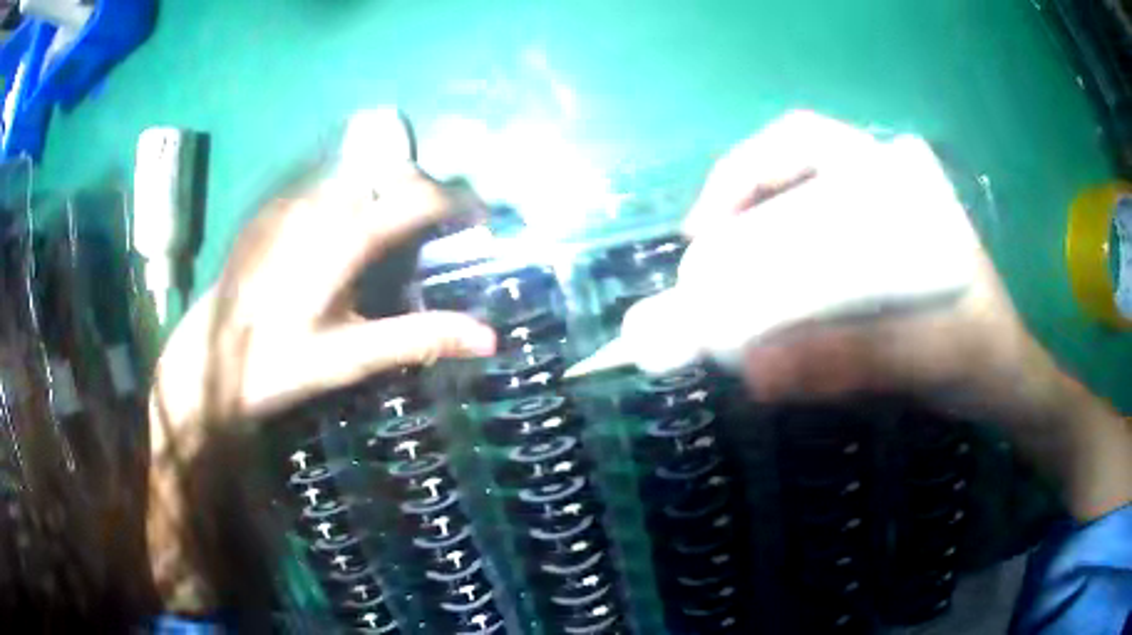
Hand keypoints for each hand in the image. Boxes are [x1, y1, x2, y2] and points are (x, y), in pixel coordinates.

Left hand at [146, 113, 496, 612]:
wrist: (206, 359)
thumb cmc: (275, 365)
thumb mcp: (349, 359)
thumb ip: (417, 338)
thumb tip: (489, 338)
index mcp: (340, 240)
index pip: (414, 197)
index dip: (457, 201)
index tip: (482, 217)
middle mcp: (317, 205)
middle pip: (389, 172)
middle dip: (426, 189)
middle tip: (444, 225)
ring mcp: (290, 203)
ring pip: (359, 176)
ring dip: (391, 191)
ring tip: (405, 227)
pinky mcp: (273, 209)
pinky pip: (327, 188)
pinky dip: (356, 198)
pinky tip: (352, 234)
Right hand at [683, 110, 1027, 402]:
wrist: (1007, 384)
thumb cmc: (984, 356)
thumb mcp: (932, 354)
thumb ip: (859, 360)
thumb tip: (755, 371)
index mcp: (899, 183)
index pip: (805, 141)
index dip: (744, 171)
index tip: (707, 230)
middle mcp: (880, 192)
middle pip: (788, 175)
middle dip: (735, 212)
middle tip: (705, 269)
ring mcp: (874, 229)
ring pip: (794, 214)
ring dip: (750, 244)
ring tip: (723, 293)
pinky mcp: (871, 267)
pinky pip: (808, 254)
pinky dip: (774, 275)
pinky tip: (763, 309)